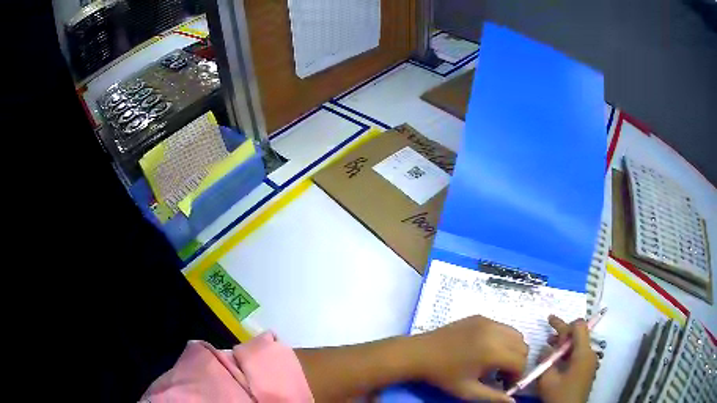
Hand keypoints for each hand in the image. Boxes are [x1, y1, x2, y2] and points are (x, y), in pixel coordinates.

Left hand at [414, 315, 527, 401]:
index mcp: (493, 351)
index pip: (521, 362)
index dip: (517, 376)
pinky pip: (502, 327)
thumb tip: (513, 402)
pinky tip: (486, 350)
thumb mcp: (468, 391)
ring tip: (494, 362)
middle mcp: (495, 332)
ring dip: (512, 349)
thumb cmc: (443, 375)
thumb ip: (493, 397)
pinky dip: (502, 339)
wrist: (419, 353)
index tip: (504, 384)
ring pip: (515, 334)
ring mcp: (488, 321)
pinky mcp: (480, 317)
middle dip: (516, 362)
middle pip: (522, 346)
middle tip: (500, 374)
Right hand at [537, 315, 597, 402]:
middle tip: (548, 324)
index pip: (579, 326)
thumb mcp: (547, 379)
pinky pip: (578, 355)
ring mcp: (589, 362)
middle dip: (563, 330)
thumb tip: (545, 349)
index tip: (550, 325)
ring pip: (578, 345)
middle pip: (579, 334)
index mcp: (583, 353)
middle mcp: (590, 354)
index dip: (564, 324)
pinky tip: (555, 359)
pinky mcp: (586, 370)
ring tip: (549, 344)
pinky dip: (567, 353)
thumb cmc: (559, 395)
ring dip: (564, 342)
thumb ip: (545, 360)